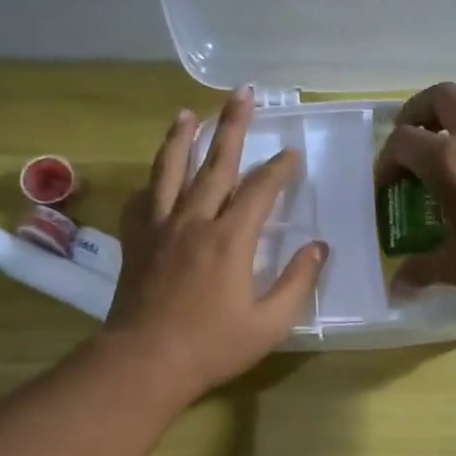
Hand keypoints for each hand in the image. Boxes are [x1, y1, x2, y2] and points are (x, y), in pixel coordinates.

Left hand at [105, 87, 326, 396]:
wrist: (146, 361)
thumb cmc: (213, 346)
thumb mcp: (270, 324)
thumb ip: (297, 283)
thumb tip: (319, 248)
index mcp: (230, 240)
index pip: (260, 191)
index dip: (279, 169)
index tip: (292, 153)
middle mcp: (194, 221)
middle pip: (216, 164)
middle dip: (233, 126)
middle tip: (243, 94)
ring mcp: (160, 228)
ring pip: (171, 171)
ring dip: (182, 138)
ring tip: (188, 112)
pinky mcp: (136, 241)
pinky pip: (143, 200)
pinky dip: (152, 181)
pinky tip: (156, 175)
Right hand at [374, 83, 455, 301]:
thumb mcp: (455, 268)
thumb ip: (420, 270)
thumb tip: (397, 287)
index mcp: (447, 162)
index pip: (402, 141)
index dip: (386, 161)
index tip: (386, 185)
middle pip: (440, 96)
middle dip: (418, 112)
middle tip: (412, 138)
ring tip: (449, 136)